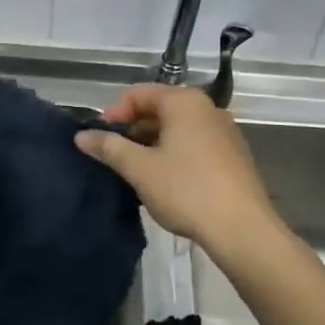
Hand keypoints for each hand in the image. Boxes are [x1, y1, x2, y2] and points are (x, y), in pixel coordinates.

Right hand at [75, 83, 279, 250]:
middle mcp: (207, 109)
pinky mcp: (233, 157)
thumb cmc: (186, 190)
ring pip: (176, 129)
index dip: (113, 113)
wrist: (242, 230)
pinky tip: (163, 182)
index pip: (138, 93)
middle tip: (114, 156)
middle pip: (159, 109)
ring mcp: (225, 133)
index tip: (100, 139)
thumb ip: (108, 147)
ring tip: (135, 172)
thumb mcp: (139, 168)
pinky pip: (194, 145)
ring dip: (151, 144)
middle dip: (132, 129)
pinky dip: (173, 155)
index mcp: (184, 102)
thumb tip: (81, 136)